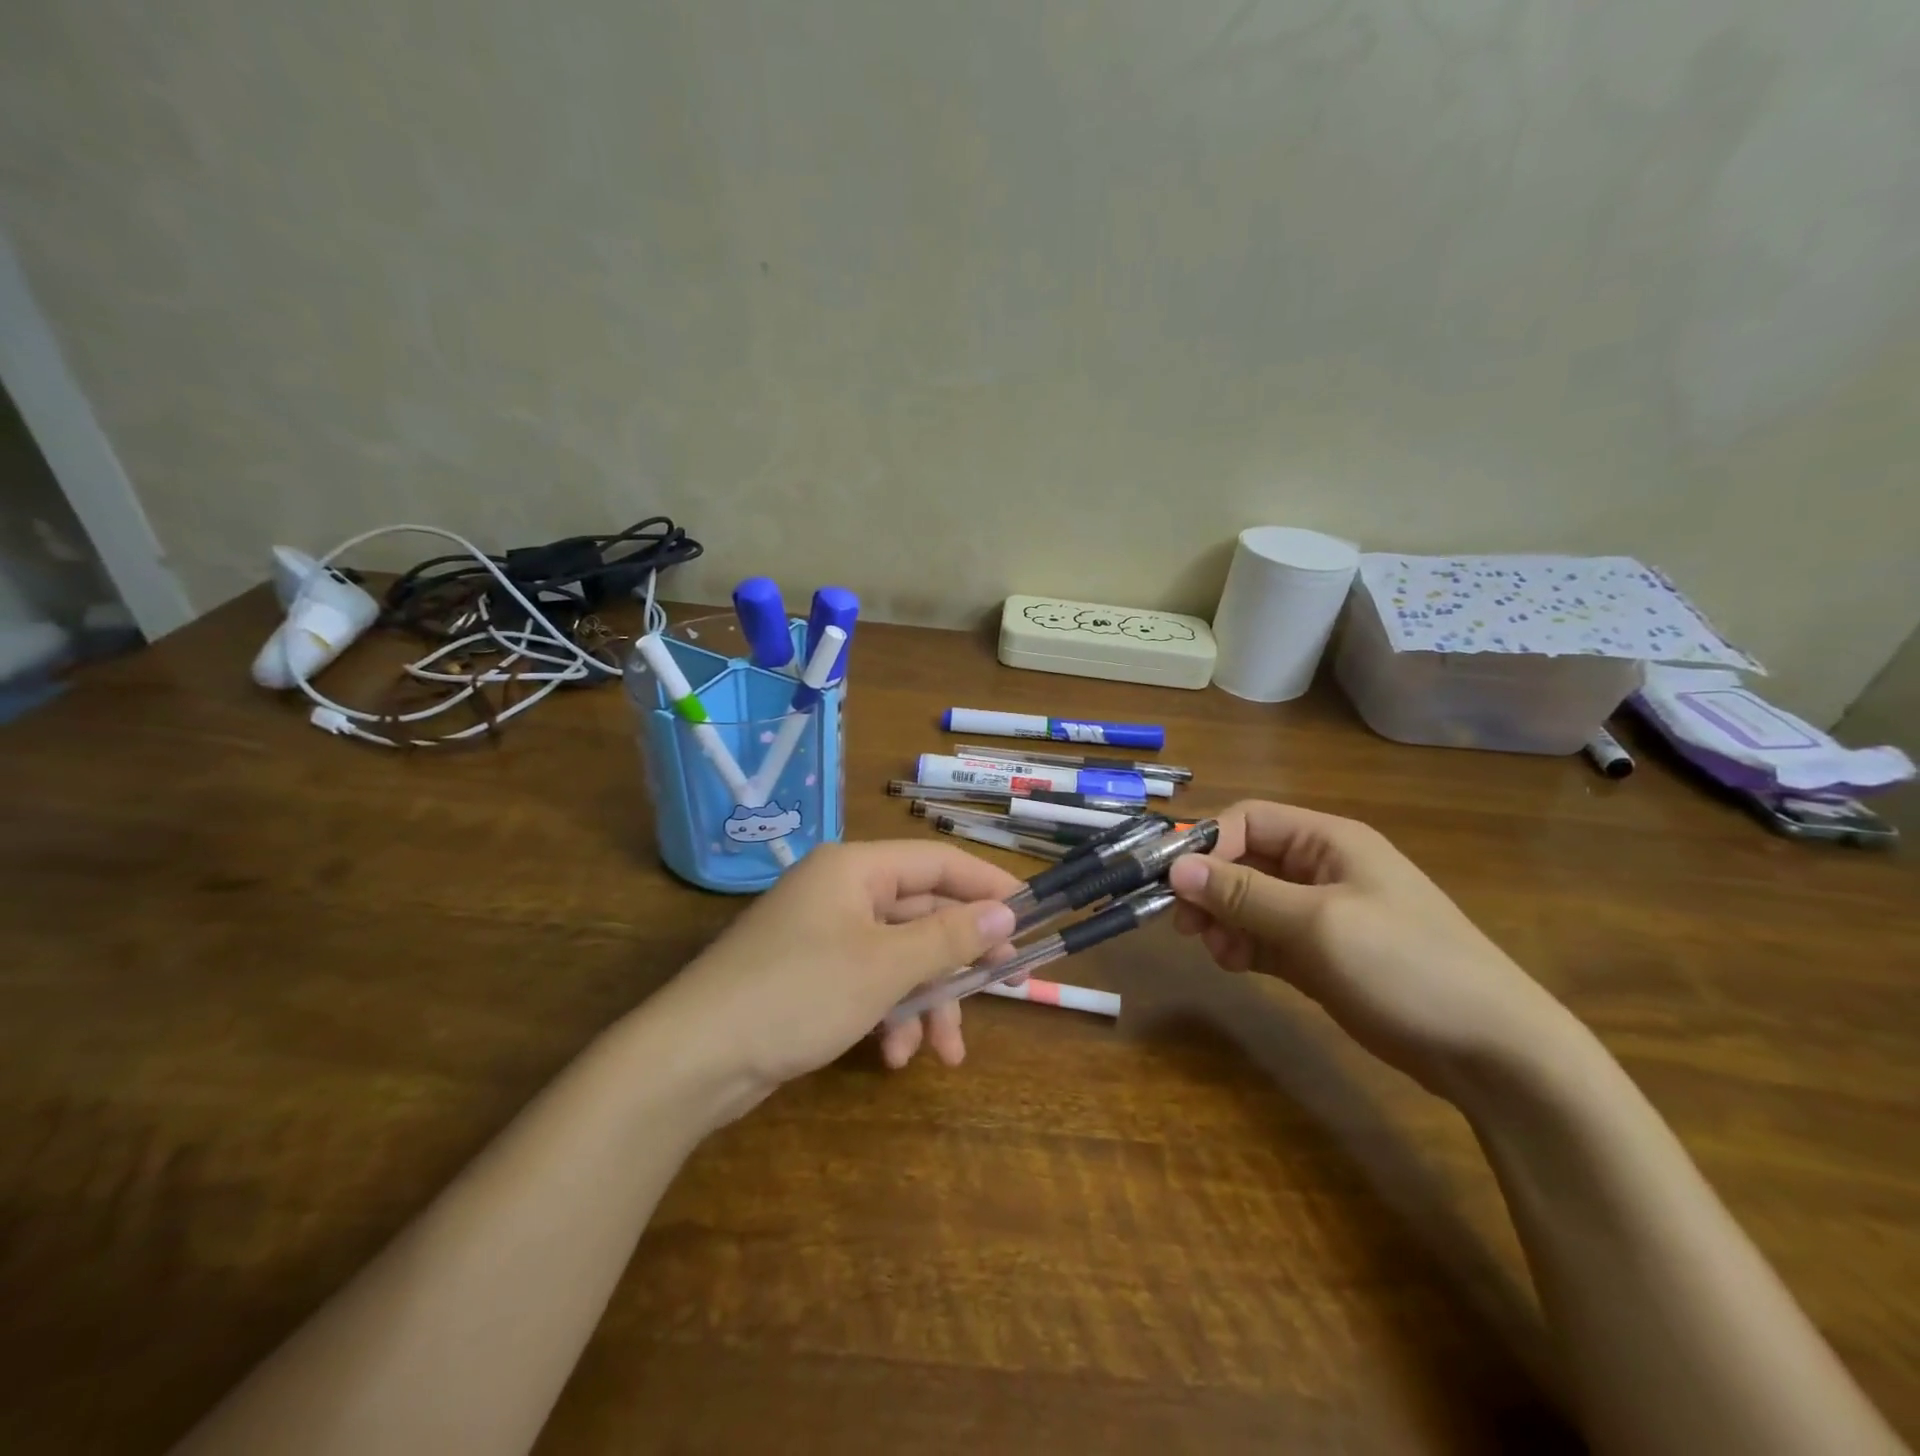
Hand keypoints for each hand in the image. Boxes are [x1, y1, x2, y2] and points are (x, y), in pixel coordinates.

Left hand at [646, 841, 1020, 1110]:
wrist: (694, 1059)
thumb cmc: (798, 993)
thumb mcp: (885, 966)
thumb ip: (950, 937)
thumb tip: (1007, 912)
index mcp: (856, 869)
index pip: (937, 862)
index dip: (987, 884)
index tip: (1031, 912)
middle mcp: (841, 892)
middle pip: (921, 913)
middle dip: (958, 959)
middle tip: (1005, 986)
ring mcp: (824, 935)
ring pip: (900, 957)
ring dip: (927, 1002)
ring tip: (945, 1055)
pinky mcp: (812, 976)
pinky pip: (870, 984)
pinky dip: (890, 1016)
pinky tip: (895, 1056)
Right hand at [1166, 800, 1571, 1094]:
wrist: (1492, 1051)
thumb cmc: (1406, 966)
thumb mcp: (1318, 923)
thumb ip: (1243, 893)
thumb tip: (1175, 867)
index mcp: (1328, 841)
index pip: (1248, 821)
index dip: (1208, 844)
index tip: (1174, 883)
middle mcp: (1321, 868)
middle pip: (1243, 861)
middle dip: (1209, 888)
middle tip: (1185, 925)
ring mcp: (1321, 913)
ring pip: (1249, 901)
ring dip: (1224, 921)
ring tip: (1219, 954)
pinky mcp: (1320, 954)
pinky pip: (1264, 936)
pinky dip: (1243, 946)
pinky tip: (1236, 966)